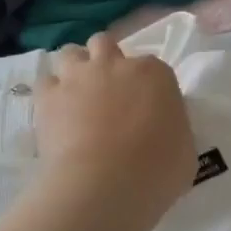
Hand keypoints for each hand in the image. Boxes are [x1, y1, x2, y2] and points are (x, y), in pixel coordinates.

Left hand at [36, 34, 196, 215]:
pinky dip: (51, 93)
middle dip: (106, 61)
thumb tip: (161, 129)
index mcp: (155, 74)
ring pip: (71, 53)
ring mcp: (78, 76)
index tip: (146, 107)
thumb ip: (173, 127)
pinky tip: (56, 113)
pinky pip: (46, 82)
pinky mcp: (48, 96)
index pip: (152, 67)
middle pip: (106, 45)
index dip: (147, 85)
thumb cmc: (156, 171)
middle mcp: (116, 64)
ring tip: (77, 96)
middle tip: (108, 92)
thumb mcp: (184, 149)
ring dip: (75, 69)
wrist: (104, 185)